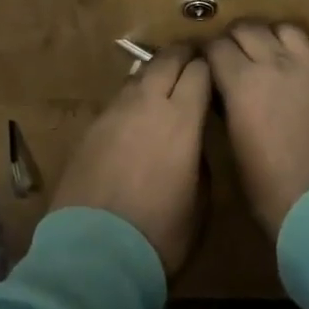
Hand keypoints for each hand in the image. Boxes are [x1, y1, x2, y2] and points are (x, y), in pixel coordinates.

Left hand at [50, 44, 211, 273]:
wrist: (94, 254)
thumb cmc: (159, 235)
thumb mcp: (200, 204)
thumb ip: (201, 162)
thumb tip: (192, 143)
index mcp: (181, 119)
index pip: (199, 71)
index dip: (209, 67)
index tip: (216, 70)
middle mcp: (147, 103)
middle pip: (167, 59)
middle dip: (183, 54)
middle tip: (193, 58)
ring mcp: (116, 111)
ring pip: (140, 73)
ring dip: (156, 71)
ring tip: (165, 80)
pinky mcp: (92, 126)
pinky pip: (120, 97)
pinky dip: (134, 95)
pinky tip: (137, 112)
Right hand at [202, 23, 308, 237]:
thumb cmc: (275, 196)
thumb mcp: (237, 154)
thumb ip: (231, 114)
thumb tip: (228, 98)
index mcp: (243, 84)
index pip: (216, 46)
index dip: (209, 52)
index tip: (207, 64)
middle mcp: (276, 66)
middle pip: (248, 28)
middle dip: (235, 37)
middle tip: (233, 55)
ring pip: (285, 29)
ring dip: (270, 37)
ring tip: (267, 54)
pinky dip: (299, 60)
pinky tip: (299, 83)